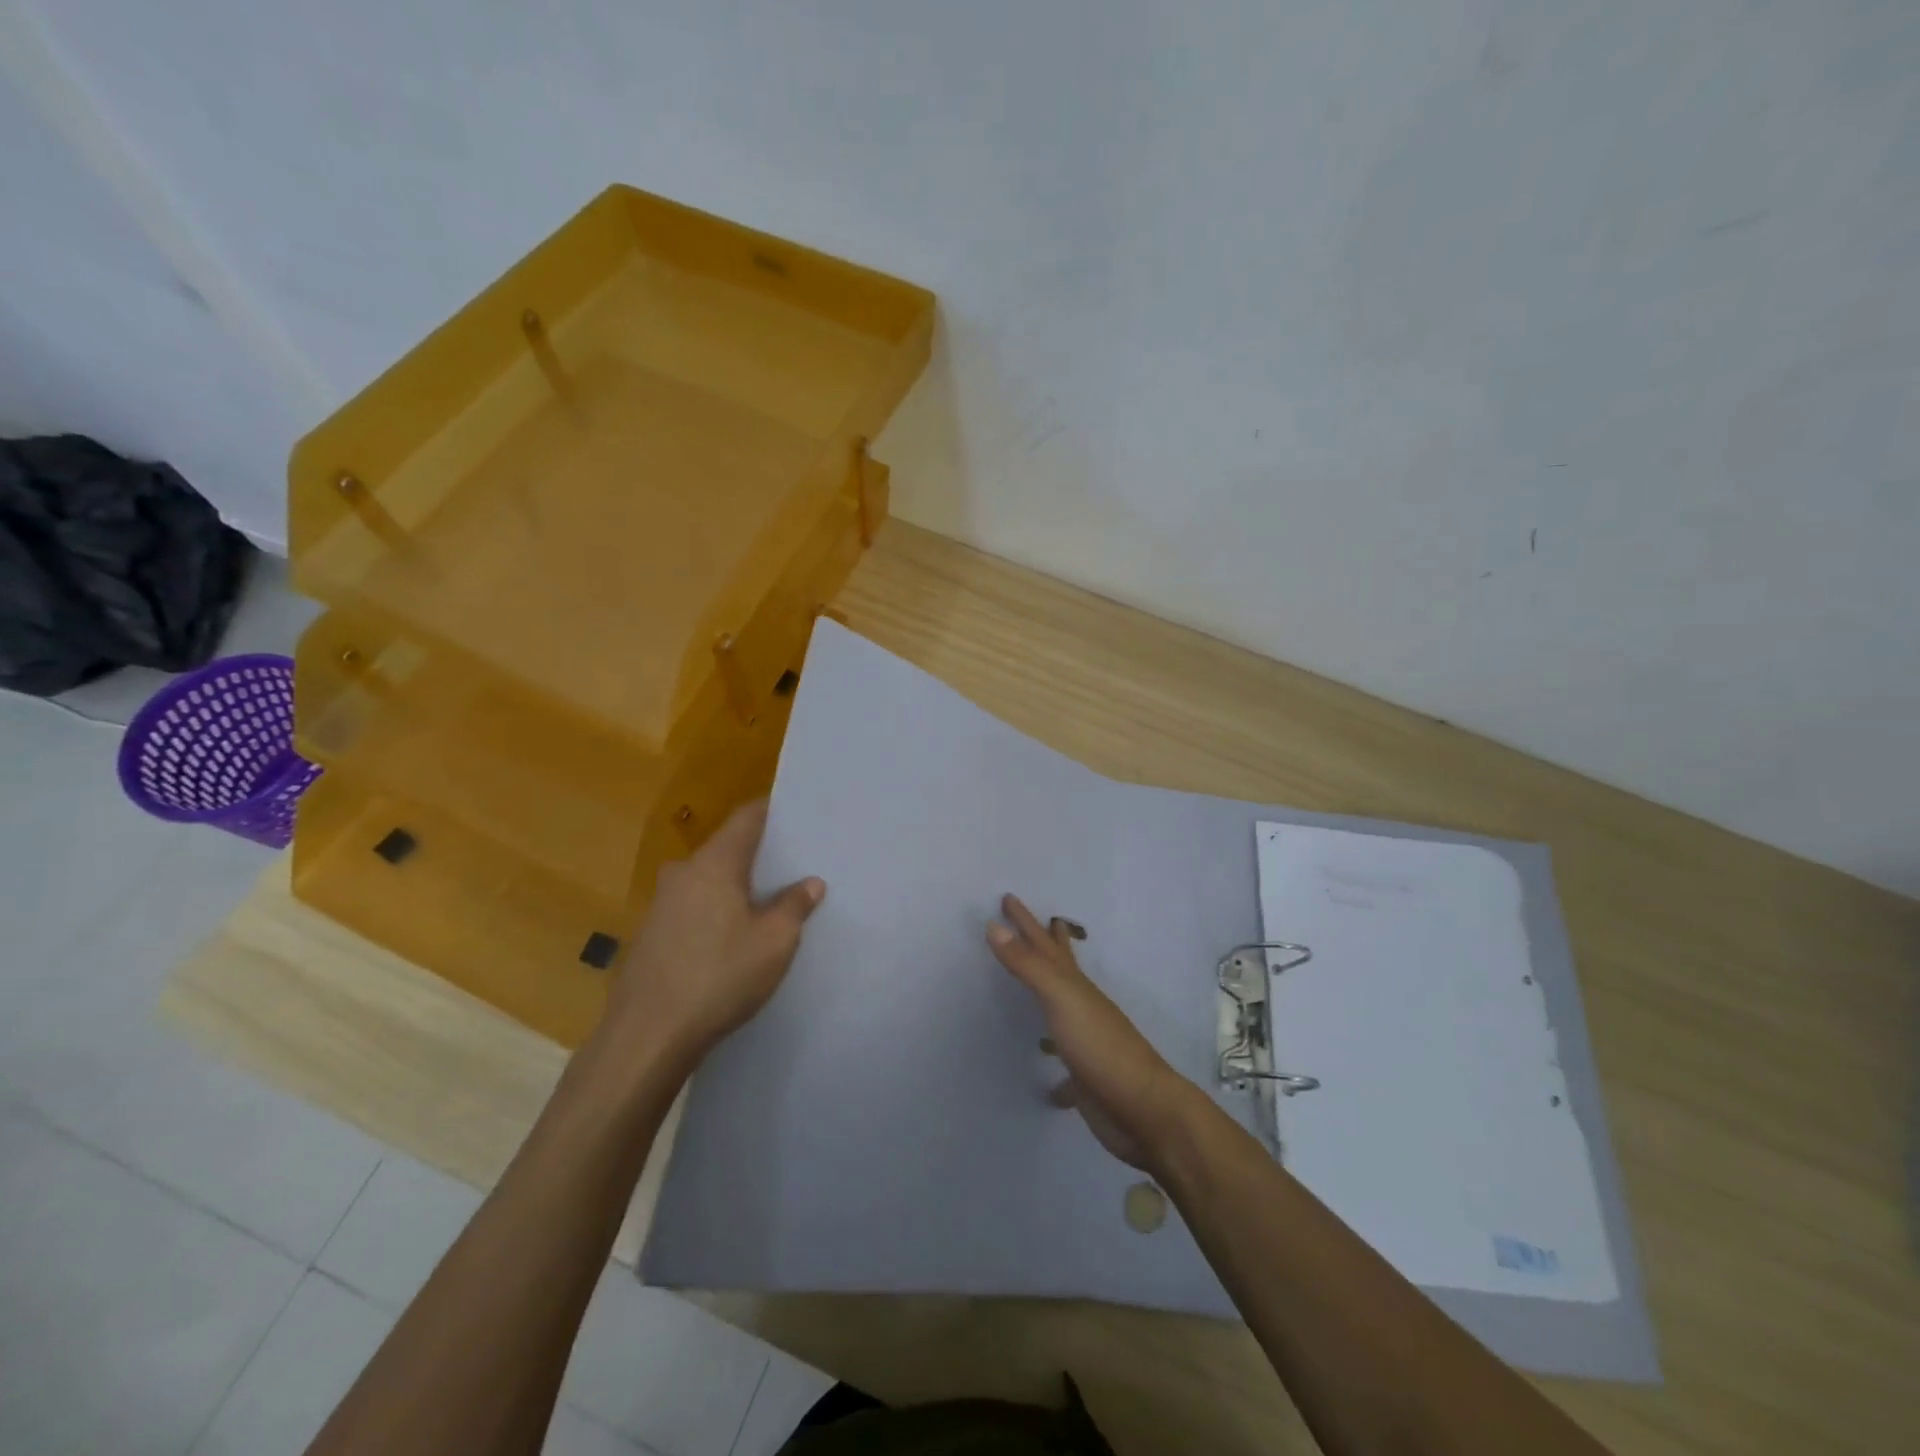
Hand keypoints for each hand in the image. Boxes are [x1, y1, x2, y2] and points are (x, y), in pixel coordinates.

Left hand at [598, 800, 823, 1069]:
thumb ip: (795, 905)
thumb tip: (810, 883)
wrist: (647, 1036)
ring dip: (736, 886)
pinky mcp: (651, 933)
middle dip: (759, 854)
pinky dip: (716, 910)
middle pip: (727, 847)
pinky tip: (732, 938)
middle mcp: (683, 872)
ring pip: (709, 879)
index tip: (799, 817)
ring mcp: (661, 903)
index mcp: (715, 862)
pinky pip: (693, 906)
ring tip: (768, 904)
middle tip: (794, 867)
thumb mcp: (774, 942)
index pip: (747, 816)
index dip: (774, 811)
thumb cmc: (719, 977)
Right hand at [987, 894, 1204, 1172]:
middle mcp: (1081, 1007)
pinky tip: (1046, 1081)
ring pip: (1060, 1010)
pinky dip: (1053, 1070)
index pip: (1044, 943)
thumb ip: (1028, 965)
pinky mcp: (1084, 1079)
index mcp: (1075, 985)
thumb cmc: (1101, 1048)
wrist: (1143, 1110)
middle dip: (1043, 943)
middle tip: (1031, 922)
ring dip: (1046, 996)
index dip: (1026, 921)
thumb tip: (994, 926)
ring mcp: (1085, 1042)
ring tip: (1030, 990)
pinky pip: (1062, 1068)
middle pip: (1058, 966)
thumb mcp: (1061, 998)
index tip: (1008, 897)